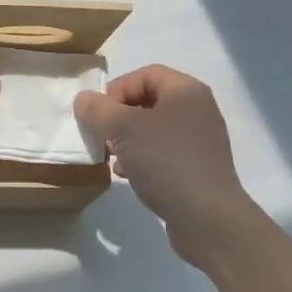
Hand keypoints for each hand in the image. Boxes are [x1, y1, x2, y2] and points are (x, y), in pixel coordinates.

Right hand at [75, 65, 262, 260]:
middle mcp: (198, 109)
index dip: (117, 89)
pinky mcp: (198, 167)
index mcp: (186, 91)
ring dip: (128, 139)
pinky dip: (142, 157)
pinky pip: (164, 152)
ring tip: (111, 156)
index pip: (145, 74)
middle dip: (119, 116)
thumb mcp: (123, 129)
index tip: (99, 115)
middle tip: (102, 135)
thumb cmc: (165, 161)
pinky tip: (128, 174)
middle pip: (149, 101)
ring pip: (154, 129)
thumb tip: (84, 99)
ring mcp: (200, 140)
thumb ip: (98, 110)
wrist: (207, 217)